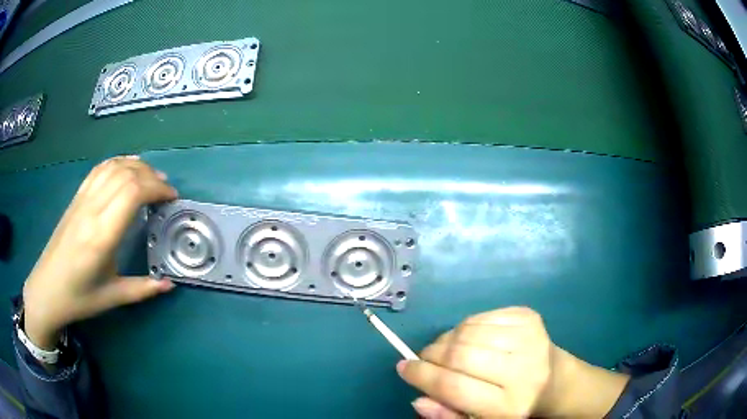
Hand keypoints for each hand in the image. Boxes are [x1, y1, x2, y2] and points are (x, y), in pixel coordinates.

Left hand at [22, 156, 177, 349]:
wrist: (46, 289)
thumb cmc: (79, 297)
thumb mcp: (112, 297)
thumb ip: (142, 289)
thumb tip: (169, 284)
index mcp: (102, 236)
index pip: (133, 193)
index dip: (157, 188)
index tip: (172, 198)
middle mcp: (92, 210)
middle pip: (126, 174)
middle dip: (151, 176)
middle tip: (166, 190)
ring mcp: (82, 200)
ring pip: (112, 167)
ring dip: (136, 166)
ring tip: (151, 178)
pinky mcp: (76, 199)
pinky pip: (98, 170)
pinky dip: (117, 163)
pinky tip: (126, 168)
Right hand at [397, 307, 554, 417]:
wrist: (554, 381)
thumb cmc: (512, 406)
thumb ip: (447, 415)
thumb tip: (418, 398)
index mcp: (510, 405)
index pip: (454, 387)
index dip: (422, 376)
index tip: (403, 367)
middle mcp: (523, 370)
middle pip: (460, 355)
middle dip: (431, 355)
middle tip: (423, 359)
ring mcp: (529, 338)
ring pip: (467, 331)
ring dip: (446, 340)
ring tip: (445, 351)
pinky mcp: (529, 317)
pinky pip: (480, 316)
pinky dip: (464, 327)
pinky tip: (468, 339)